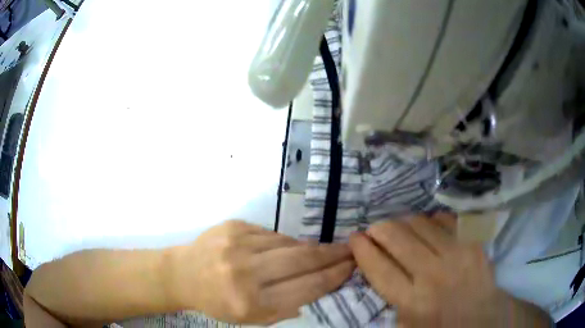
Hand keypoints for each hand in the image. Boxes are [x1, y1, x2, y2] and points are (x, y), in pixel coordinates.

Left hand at [167, 220, 353, 323]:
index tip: (352, 267)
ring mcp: (238, 244)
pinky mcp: (234, 226)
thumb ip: (287, 308)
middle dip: (332, 255)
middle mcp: (244, 272)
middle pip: (302, 260)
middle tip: (350, 251)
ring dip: (309, 249)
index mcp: (250, 303)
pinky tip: (286, 249)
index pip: (306, 288)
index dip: (333, 276)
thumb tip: (320, 288)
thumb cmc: (217, 302)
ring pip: (289, 243)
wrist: (183, 274)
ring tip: (322, 251)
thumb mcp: (252, 319)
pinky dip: (285, 242)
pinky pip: (272, 233)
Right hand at [348, 214, 550, 326]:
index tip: (354, 237)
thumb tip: (378, 270)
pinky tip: (428, 227)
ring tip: (399, 228)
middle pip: (396, 238)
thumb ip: (392, 301)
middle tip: (374, 230)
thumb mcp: (409, 326)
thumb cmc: (443, 327)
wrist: (486, 319)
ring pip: (420, 223)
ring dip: (403, 222)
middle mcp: (433, 274)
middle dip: (378, 229)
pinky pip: (445, 220)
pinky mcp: (473, 242)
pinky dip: (431, 220)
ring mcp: (456, 254)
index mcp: (413, 302)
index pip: (379, 268)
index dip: (362, 249)